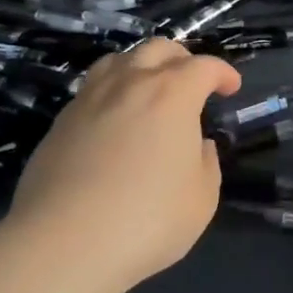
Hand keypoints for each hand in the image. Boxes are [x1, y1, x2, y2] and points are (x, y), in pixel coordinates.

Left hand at [0, 39, 240, 292]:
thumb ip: (206, 163)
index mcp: (173, 94)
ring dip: (142, 66)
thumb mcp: (201, 199)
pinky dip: (112, 90)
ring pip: (119, 60)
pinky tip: (114, 118)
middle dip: (182, 58)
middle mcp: (131, 83)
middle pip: (158, 49)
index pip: (204, 66)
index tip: (231, 88)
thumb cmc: (147, 220)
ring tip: (148, 89)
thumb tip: (196, 145)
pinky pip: (92, 88)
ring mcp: (90, 98)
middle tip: (192, 82)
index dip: (223, 73)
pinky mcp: (60, 121)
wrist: (64, 243)